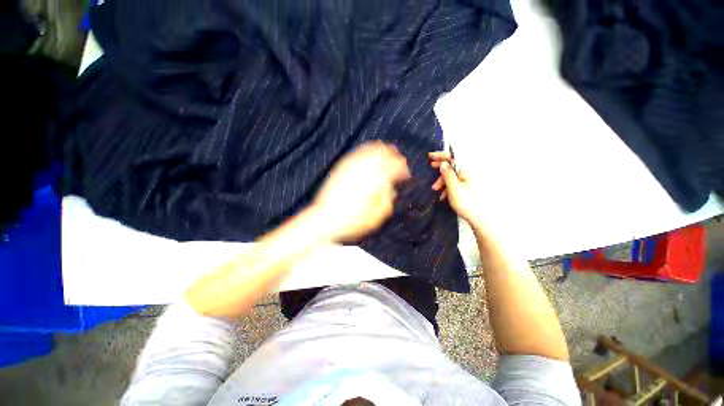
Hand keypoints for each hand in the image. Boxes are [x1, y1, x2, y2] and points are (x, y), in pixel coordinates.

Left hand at [311, 141, 410, 241]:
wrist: (325, 218)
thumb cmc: (353, 220)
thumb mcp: (377, 216)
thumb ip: (387, 200)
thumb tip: (390, 189)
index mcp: (376, 181)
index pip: (394, 169)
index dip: (403, 170)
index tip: (406, 175)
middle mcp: (364, 169)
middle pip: (383, 155)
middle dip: (394, 156)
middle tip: (400, 160)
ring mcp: (351, 166)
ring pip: (370, 150)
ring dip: (381, 149)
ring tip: (387, 149)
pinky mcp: (341, 168)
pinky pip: (356, 153)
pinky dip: (365, 149)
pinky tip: (368, 151)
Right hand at [429, 151, 482, 227]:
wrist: (479, 218)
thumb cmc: (466, 202)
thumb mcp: (453, 187)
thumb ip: (447, 174)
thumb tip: (443, 163)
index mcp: (467, 170)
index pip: (453, 157)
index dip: (441, 155)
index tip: (430, 156)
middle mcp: (470, 172)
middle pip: (453, 165)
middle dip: (441, 168)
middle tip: (431, 168)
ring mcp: (470, 179)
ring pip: (453, 174)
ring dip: (443, 180)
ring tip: (436, 190)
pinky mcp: (469, 186)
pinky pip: (457, 181)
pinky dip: (449, 186)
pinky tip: (444, 195)